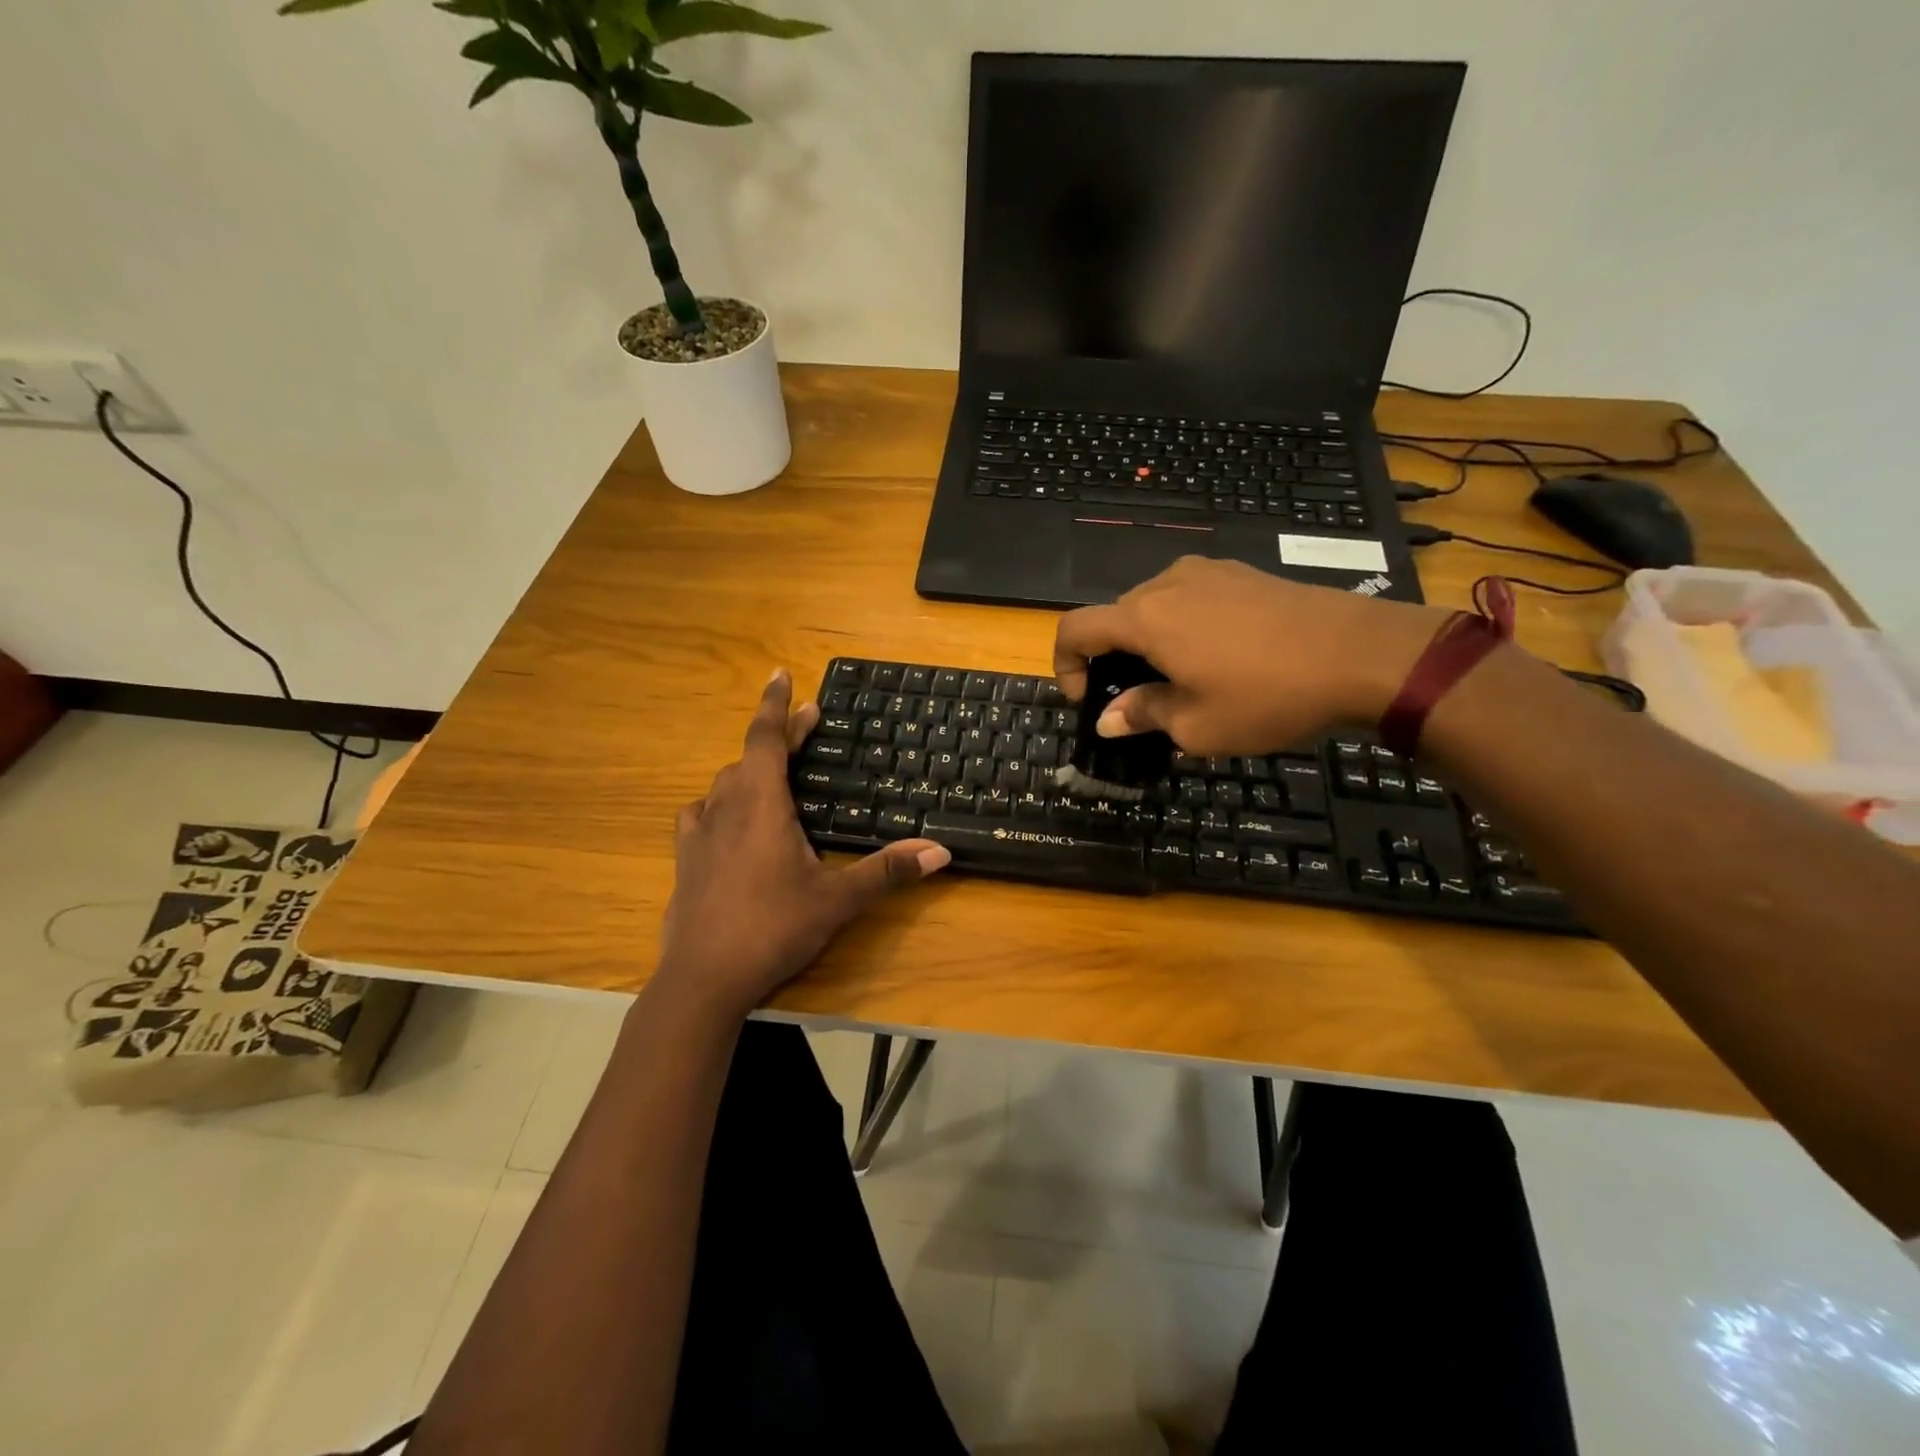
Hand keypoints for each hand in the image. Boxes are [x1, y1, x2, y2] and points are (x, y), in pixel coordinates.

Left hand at [655, 668, 950, 1018]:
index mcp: (762, 804)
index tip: (782, 674)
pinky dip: (720, 803)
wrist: (702, 979)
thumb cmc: (772, 928)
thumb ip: (888, 871)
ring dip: (751, 769)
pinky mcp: (684, 859)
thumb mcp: (837, 900)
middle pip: (751, 755)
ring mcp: (699, 833)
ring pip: (725, 783)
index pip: (767, 737)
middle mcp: (726, 807)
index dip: (777, 704)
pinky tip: (726, 819)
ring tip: (775, 773)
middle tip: (809, 723)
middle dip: (781, 736)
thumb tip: (940, 851)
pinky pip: (701, 813)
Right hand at [1054, 557, 1448, 754]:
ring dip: (1149, 643)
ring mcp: (1208, 571)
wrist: (1362, 654)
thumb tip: (1108, 718)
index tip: (1088, 700)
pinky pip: (1190, 598)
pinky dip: (1183, 627)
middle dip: (1113, 659)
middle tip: (1141, 702)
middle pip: (1115, 617)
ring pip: (1153, 606)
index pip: (1075, 628)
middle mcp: (1167, 583)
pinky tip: (1220, 657)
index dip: (1065, 666)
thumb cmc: (1267, 696)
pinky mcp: (1241, 573)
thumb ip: (1142, 715)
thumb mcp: (1196, 725)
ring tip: (1183, 680)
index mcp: (1145, 618)